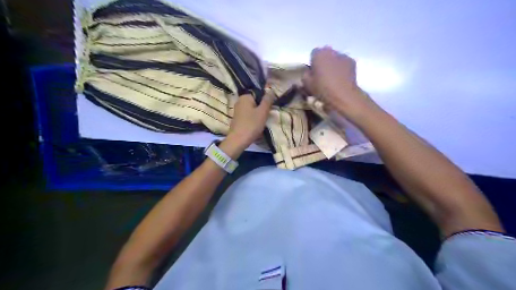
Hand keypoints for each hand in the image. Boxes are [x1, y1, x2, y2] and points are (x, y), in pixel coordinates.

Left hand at [226, 94, 272, 149]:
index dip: (266, 102)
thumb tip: (271, 90)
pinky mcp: (237, 119)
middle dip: (262, 109)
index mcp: (245, 97)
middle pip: (256, 103)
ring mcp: (237, 111)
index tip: (269, 110)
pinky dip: (253, 120)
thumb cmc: (251, 125)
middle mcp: (239, 101)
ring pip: (252, 110)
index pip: (259, 94)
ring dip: (258, 116)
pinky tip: (256, 127)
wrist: (238, 140)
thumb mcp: (263, 112)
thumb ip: (267, 100)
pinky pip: (248, 117)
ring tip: (262, 123)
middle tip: (266, 117)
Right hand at [303, 46, 375, 121]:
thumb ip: (305, 75)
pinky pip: (344, 63)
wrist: (342, 94)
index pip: (313, 53)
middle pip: (325, 53)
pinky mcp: (352, 62)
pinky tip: (341, 78)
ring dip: (333, 64)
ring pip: (335, 58)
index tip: (313, 72)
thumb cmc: (322, 88)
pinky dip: (342, 68)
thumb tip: (308, 73)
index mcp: (318, 54)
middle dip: (324, 61)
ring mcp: (343, 55)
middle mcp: (331, 51)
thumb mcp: (307, 84)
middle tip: (322, 74)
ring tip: (333, 77)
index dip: (313, 62)